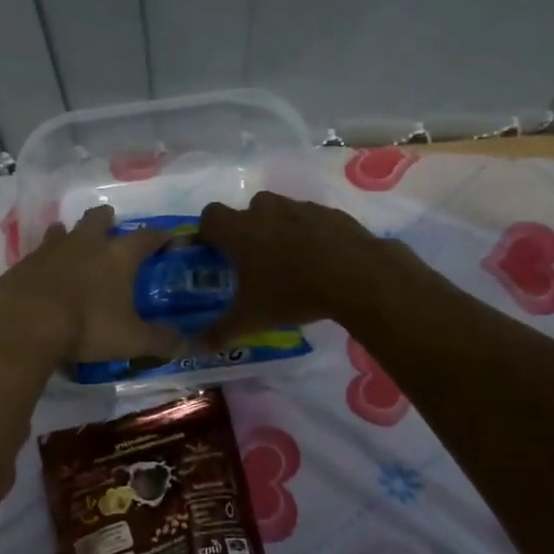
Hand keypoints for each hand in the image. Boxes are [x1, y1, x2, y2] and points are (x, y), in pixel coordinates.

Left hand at [0, 206, 182, 363]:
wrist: (25, 322)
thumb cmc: (87, 326)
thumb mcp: (130, 339)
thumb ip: (159, 341)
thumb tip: (186, 345)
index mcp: (118, 256)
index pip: (147, 237)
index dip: (160, 236)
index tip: (167, 237)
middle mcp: (86, 243)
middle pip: (98, 219)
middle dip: (106, 219)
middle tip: (110, 224)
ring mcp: (51, 249)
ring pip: (63, 230)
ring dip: (70, 234)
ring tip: (73, 243)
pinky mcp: (24, 263)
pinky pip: (38, 253)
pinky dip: (45, 260)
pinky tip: (44, 273)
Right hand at [197, 191, 384, 342]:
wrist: (356, 276)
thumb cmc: (292, 293)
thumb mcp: (252, 318)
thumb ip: (221, 330)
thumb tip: (197, 345)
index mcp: (239, 229)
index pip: (209, 216)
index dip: (208, 232)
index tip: (215, 252)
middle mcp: (266, 210)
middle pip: (247, 211)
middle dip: (248, 231)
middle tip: (255, 262)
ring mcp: (301, 207)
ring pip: (281, 213)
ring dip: (280, 230)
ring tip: (291, 263)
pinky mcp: (330, 213)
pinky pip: (311, 220)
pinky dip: (310, 234)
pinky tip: (321, 261)